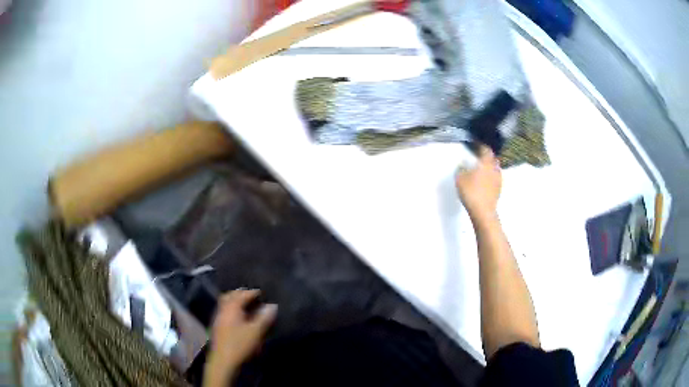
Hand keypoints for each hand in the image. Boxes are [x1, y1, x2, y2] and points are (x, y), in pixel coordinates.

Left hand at [204, 289, 276, 386]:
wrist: (223, 361)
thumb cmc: (240, 344)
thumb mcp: (255, 331)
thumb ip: (264, 317)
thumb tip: (272, 305)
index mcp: (232, 307)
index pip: (242, 294)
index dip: (252, 292)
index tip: (262, 292)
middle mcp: (223, 309)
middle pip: (230, 296)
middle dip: (240, 294)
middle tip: (251, 295)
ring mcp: (218, 318)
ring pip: (226, 304)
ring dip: (235, 301)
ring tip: (245, 304)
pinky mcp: (218, 327)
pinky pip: (225, 311)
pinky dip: (232, 309)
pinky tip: (238, 317)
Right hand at [455, 145, 501, 223]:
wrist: (483, 211)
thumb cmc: (471, 192)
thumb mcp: (460, 178)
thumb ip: (461, 168)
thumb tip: (463, 164)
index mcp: (486, 162)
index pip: (485, 149)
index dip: (480, 145)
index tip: (475, 144)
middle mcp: (494, 168)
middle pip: (492, 158)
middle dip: (486, 155)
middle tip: (478, 155)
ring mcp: (498, 179)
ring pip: (495, 168)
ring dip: (489, 166)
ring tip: (481, 167)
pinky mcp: (499, 189)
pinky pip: (495, 177)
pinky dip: (490, 175)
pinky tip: (484, 179)